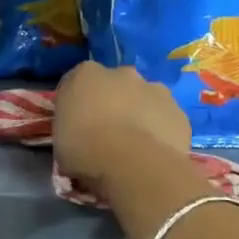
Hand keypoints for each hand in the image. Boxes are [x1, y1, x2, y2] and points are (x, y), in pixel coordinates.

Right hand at [52, 61, 191, 189]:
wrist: (132, 165)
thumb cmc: (84, 148)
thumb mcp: (59, 137)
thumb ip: (70, 124)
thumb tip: (77, 129)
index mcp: (85, 74)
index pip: (77, 82)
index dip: (77, 103)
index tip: (75, 123)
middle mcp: (122, 73)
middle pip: (115, 85)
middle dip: (112, 102)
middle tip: (106, 132)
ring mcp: (156, 90)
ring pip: (145, 99)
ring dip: (139, 114)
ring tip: (132, 145)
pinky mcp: (179, 113)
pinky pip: (165, 120)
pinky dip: (159, 131)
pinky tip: (152, 153)